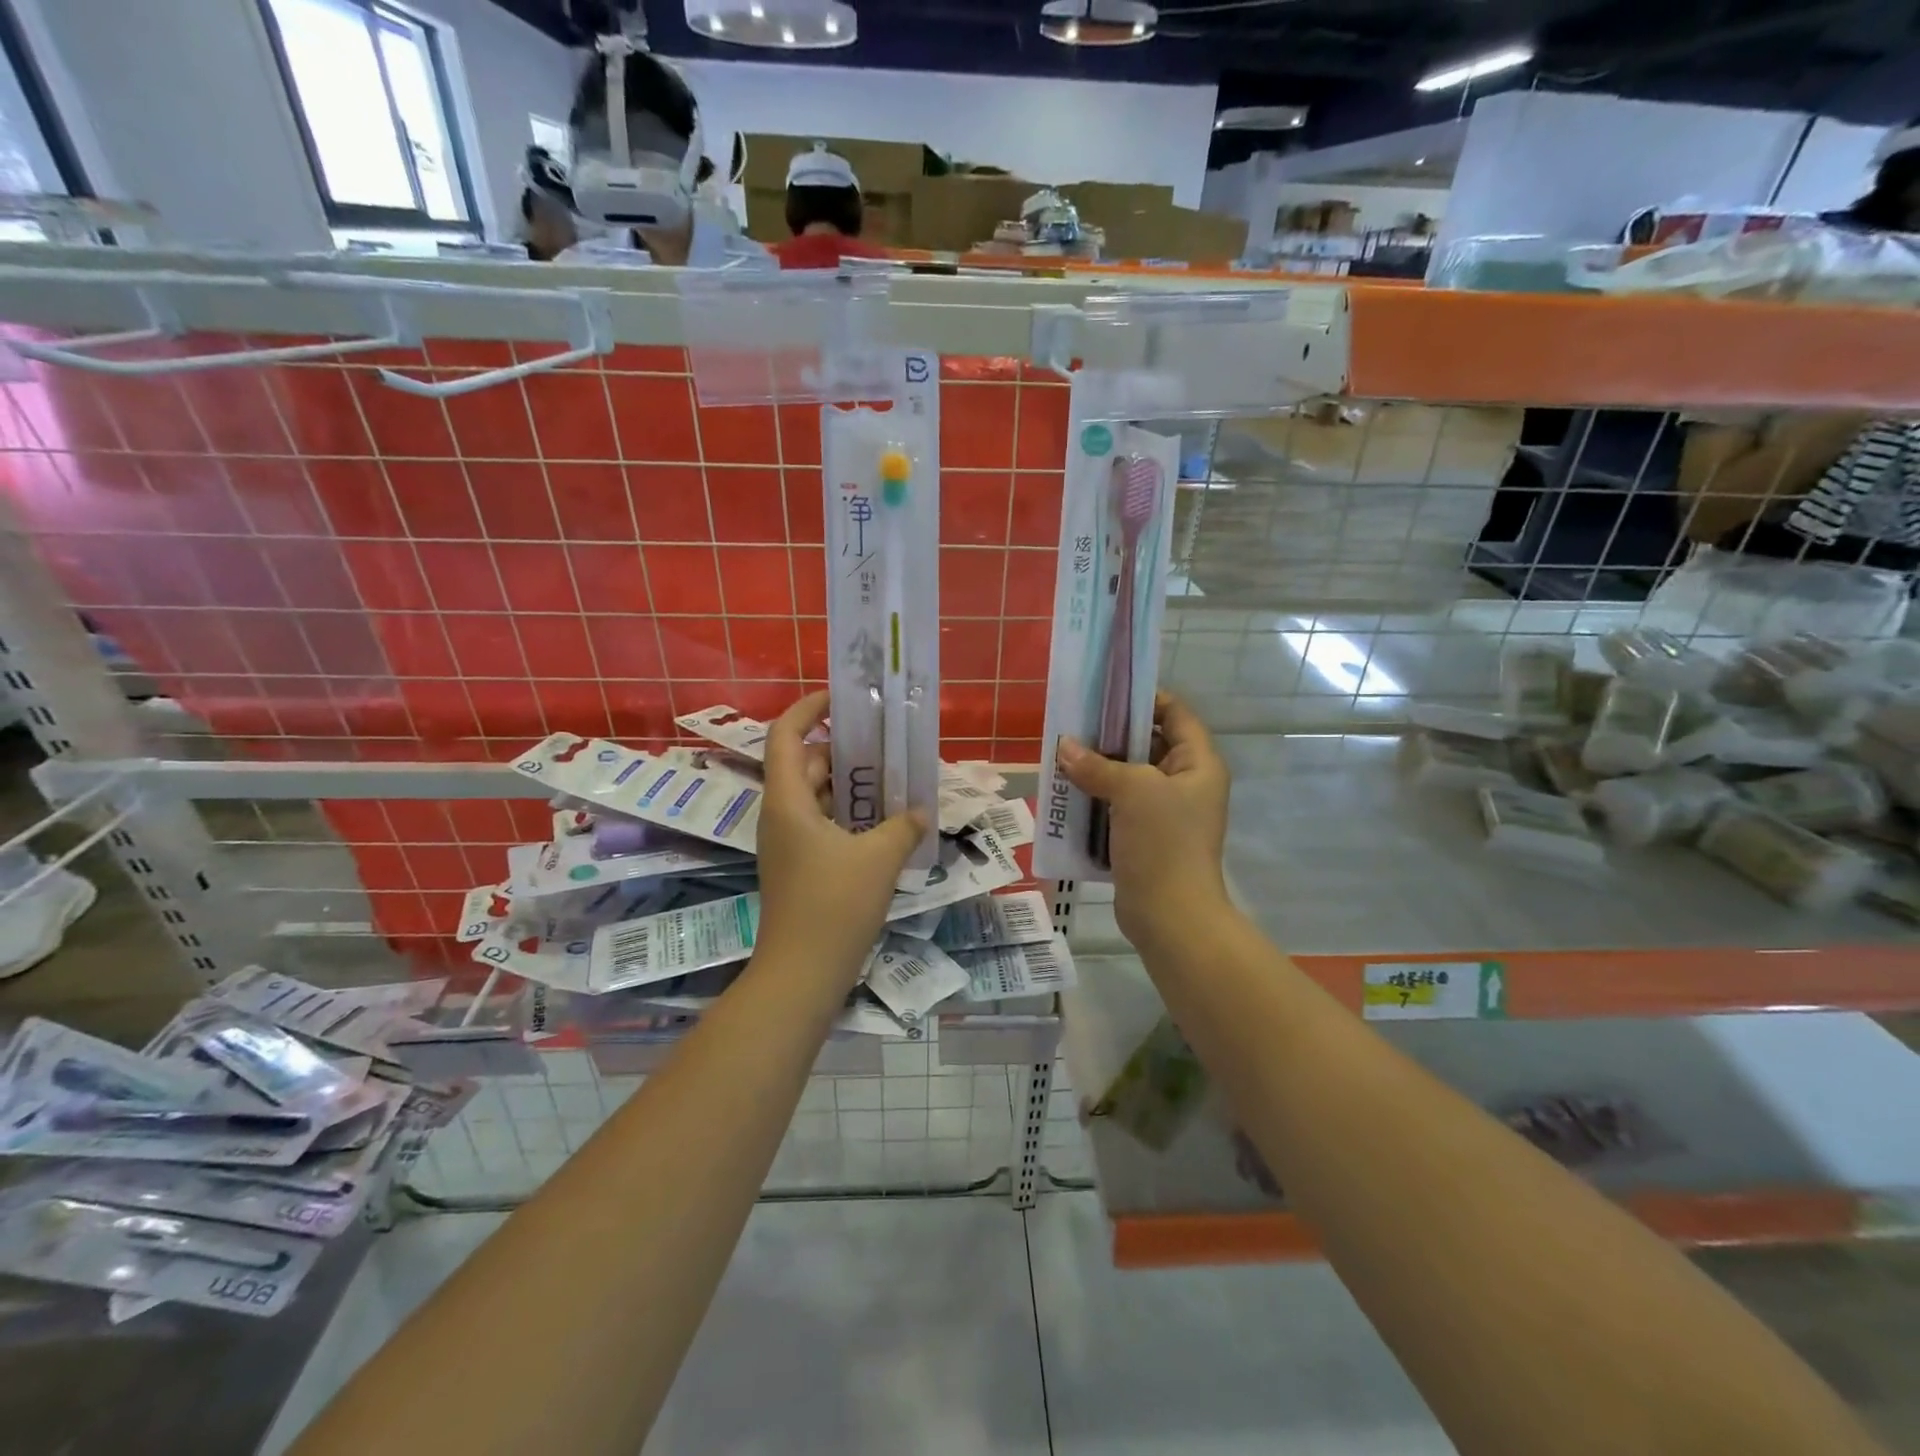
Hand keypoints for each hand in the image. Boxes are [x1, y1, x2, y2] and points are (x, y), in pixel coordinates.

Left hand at [753, 691, 928, 980]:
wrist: (802, 974)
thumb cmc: (834, 906)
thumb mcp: (879, 858)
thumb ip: (903, 826)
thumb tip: (919, 811)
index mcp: (788, 801)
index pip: (786, 736)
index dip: (808, 709)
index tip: (841, 698)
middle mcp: (781, 815)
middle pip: (804, 764)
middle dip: (842, 749)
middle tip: (884, 741)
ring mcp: (788, 843)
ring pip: (815, 796)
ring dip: (849, 784)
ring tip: (890, 777)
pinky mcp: (798, 866)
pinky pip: (822, 823)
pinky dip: (847, 814)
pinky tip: (883, 823)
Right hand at [1058, 692, 1231, 947]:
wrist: (1170, 916)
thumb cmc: (1163, 842)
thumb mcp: (1132, 791)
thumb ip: (1097, 765)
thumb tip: (1064, 747)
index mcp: (1198, 763)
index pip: (1175, 713)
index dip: (1144, 698)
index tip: (1104, 693)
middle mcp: (1186, 782)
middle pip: (1149, 742)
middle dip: (1111, 734)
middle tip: (1073, 723)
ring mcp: (1165, 812)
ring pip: (1129, 775)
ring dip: (1099, 767)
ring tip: (1062, 754)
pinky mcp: (1144, 836)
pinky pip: (1119, 804)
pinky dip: (1096, 796)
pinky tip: (1067, 791)